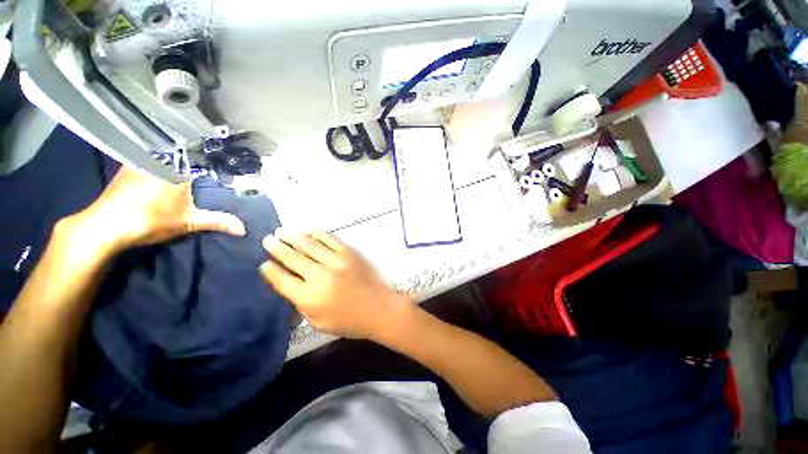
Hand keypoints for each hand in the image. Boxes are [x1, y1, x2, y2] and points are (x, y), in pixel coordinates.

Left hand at [68, 166, 244, 254]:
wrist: (105, 226)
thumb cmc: (150, 220)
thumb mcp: (189, 223)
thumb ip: (217, 221)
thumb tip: (244, 229)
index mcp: (178, 170)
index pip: (199, 158)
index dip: (208, 160)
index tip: (216, 160)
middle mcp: (160, 160)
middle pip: (181, 155)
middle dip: (190, 158)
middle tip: (195, 170)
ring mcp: (140, 162)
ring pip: (162, 154)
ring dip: (170, 158)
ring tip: (173, 161)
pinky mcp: (126, 168)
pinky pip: (145, 158)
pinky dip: (153, 160)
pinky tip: (156, 172)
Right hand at [259, 229, 411, 338]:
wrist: (378, 308)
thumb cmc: (348, 321)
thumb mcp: (318, 321)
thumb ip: (300, 303)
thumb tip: (289, 284)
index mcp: (309, 298)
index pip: (283, 281)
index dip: (271, 271)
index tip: (263, 263)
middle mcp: (320, 276)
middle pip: (293, 259)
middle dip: (277, 248)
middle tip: (267, 240)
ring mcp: (336, 262)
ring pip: (309, 245)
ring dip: (293, 237)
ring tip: (281, 231)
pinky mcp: (349, 253)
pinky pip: (329, 239)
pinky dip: (316, 234)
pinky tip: (307, 230)